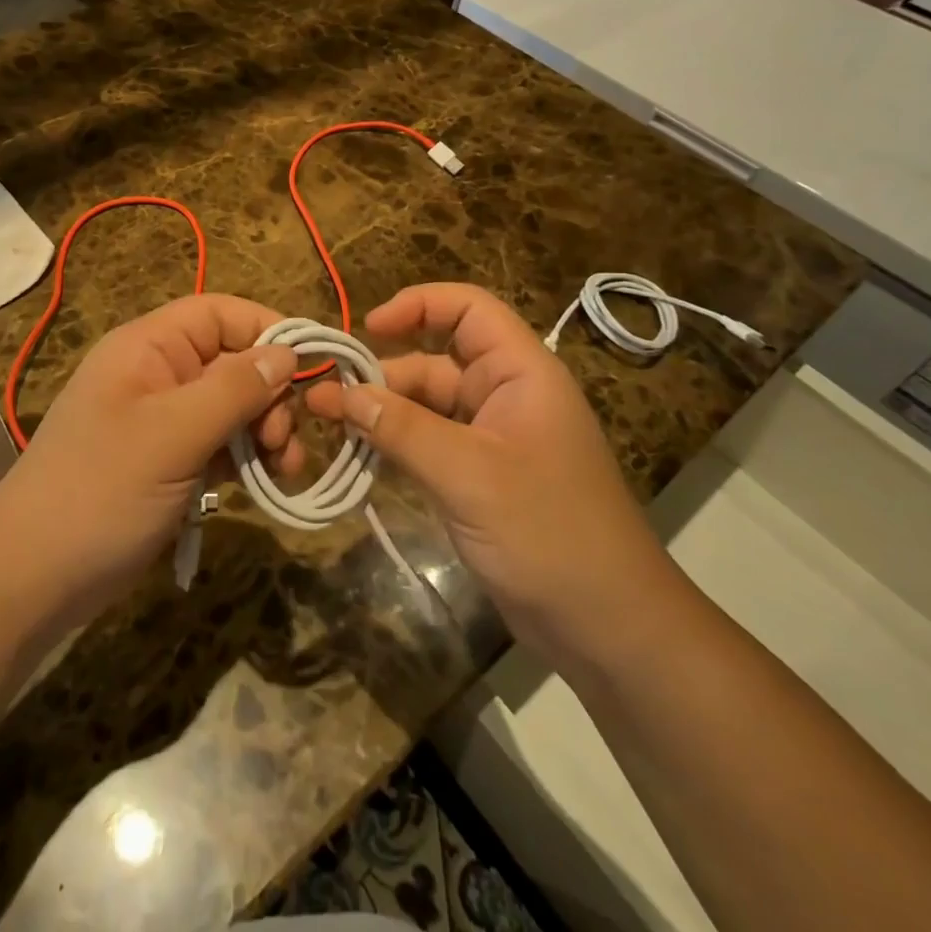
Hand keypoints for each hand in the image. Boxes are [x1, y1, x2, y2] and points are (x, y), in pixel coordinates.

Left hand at [0, 294, 301, 624]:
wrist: (32, 578)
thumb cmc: (100, 490)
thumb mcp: (173, 434)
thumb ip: (234, 388)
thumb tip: (288, 353)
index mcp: (149, 347)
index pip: (221, 314)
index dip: (268, 330)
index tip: (312, 367)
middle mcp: (158, 373)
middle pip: (233, 361)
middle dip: (270, 394)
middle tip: (284, 440)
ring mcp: (163, 420)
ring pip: (233, 406)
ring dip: (265, 430)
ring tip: (283, 468)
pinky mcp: (170, 461)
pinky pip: (220, 443)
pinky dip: (246, 458)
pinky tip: (266, 483)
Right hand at [306, 283, 678, 655]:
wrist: (607, 626)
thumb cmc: (547, 532)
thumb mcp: (469, 474)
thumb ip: (403, 430)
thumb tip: (342, 393)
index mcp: (520, 372)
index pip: (468, 309)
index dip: (418, 305)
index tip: (367, 329)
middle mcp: (505, 395)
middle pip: (435, 360)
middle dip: (382, 374)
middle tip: (323, 397)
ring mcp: (491, 438)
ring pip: (426, 405)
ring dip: (381, 412)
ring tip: (326, 423)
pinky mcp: (478, 477)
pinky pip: (428, 443)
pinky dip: (395, 444)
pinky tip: (356, 453)